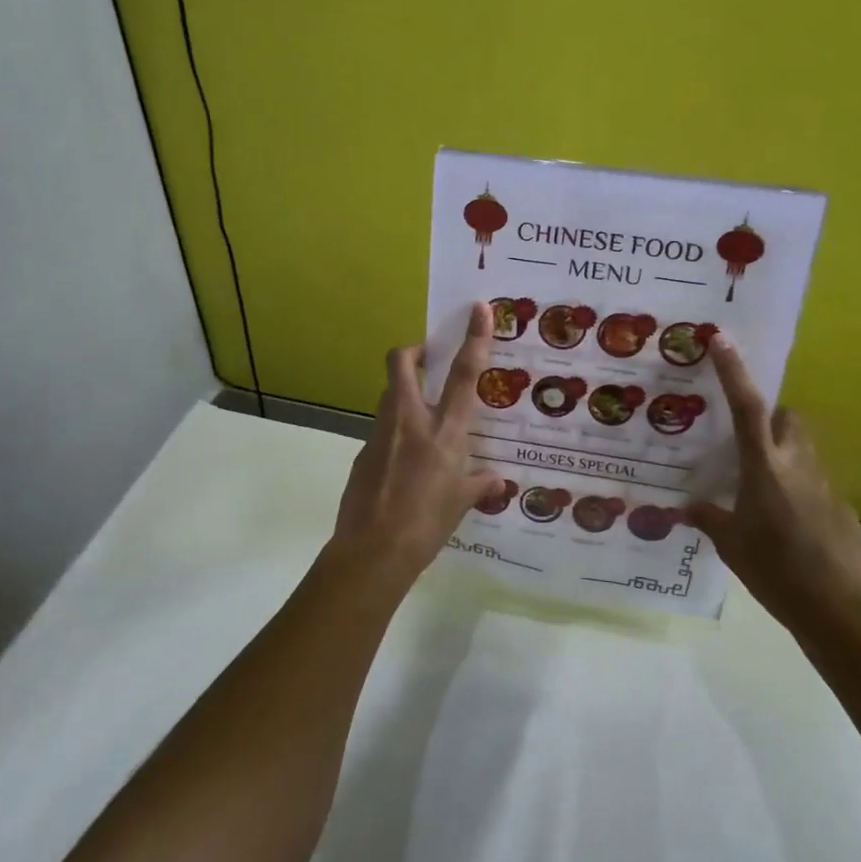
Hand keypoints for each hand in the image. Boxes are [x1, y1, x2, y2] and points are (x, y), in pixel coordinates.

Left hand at [324, 302, 506, 585]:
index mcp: (445, 432)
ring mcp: (382, 434)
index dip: (473, 338)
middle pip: (402, 363)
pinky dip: (396, 433)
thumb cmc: (427, 526)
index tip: (479, 309)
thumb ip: (479, 485)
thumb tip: (498, 481)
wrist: (373, 552)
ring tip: (422, 418)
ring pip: (389, 394)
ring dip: (404, 393)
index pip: (464, 375)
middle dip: (413, 351)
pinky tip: (404, 463)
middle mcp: (411, 422)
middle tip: (429, 360)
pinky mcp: (362, 452)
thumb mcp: (461, 504)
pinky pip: (382, 430)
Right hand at [684, 335, 860, 635]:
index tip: (722, 339)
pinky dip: (799, 488)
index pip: (747, 406)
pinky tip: (788, 523)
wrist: (838, 609)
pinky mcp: (842, 506)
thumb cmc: (775, 571)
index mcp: (764, 467)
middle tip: (745, 441)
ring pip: (803, 448)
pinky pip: (815, 482)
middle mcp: (797, 464)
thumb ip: (710, 519)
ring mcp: (825, 484)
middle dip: (768, 416)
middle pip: (787, 418)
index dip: (734, 371)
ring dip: (783, 452)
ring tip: (762, 486)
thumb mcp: (731, 545)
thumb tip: (686, 509)